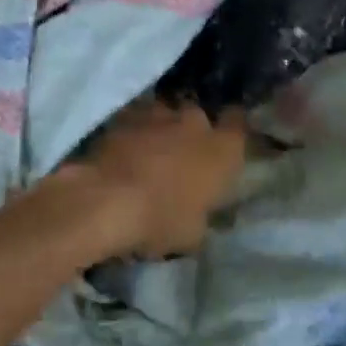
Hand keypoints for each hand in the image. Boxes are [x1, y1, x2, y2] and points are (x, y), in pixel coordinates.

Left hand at [80, 100, 246, 257]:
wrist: (106, 199)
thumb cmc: (161, 219)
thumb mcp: (193, 233)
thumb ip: (202, 211)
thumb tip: (197, 208)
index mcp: (223, 149)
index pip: (238, 126)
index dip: (232, 131)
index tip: (225, 143)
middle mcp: (195, 121)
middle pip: (199, 119)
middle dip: (191, 134)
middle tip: (181, 158)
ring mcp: (158, 112)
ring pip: (165, 116)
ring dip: (160, 131)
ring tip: (148, 155)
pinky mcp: (124, 114)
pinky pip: (136, 120)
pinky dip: (133, 133)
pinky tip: (123, 152)